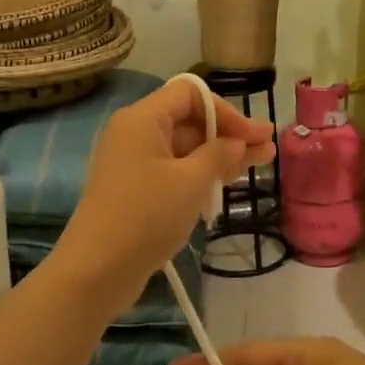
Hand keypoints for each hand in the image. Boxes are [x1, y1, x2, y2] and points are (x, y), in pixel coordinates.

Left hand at [56, 77, 273, 307]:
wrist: (97, 270)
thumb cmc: (146, 215)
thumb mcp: (191, 181)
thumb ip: (220, 154)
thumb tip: (238, 142)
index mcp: (142, 119)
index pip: (191, 94)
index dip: (227, 111)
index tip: (255, 135)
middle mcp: (135, 134)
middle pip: (189, 120)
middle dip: (229, 134)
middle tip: (267, 149)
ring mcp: (133, 163)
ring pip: (184, 148)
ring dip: (220, 155)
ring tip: (258, 164)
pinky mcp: (135, 190)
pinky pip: (174, 171)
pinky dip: (200, 174)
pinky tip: (225, 184)